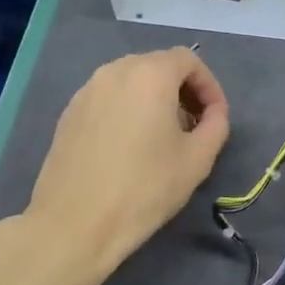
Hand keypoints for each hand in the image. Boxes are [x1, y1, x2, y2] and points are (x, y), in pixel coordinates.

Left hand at [3, 48, 229, 284]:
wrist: (74, 224)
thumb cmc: (144, 188)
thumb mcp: (198, 159)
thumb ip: (216, 125)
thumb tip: (213, 114)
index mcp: (149, 75)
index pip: (189, 60)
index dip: (209, 86)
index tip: (216, 117)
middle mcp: (114, 72)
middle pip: (158, 66)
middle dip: (182, 91)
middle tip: (194, 127)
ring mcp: (86, 91)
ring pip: (131, 82)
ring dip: (154, 100)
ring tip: (163, 138)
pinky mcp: (68, 114)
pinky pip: (108, 99)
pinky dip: (127, 111)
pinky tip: (130, 148)